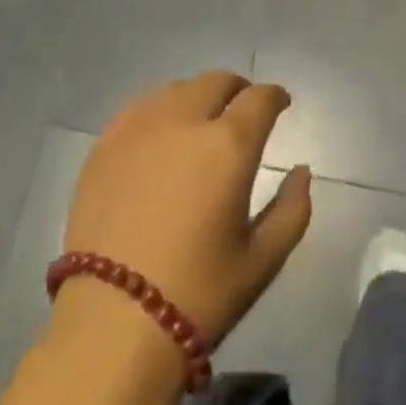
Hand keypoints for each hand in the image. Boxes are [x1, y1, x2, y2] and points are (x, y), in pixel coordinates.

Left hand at [59, 71, 312, 351]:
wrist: (114, 322)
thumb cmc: (200, 293)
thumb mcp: (263, 259)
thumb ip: (293, 209)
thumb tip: (301, 171)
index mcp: (228, 145)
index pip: (259, 98)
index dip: (275, 96)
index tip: (280, 104)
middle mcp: (183, 121)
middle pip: (216, 81)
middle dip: (237, 89)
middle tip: (243, 109)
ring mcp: (138, 128)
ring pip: (176, 89)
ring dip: (197, 96)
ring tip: (200, 120)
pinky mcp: (104, 144)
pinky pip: (138, 107)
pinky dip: (159, 109)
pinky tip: (160, 132)